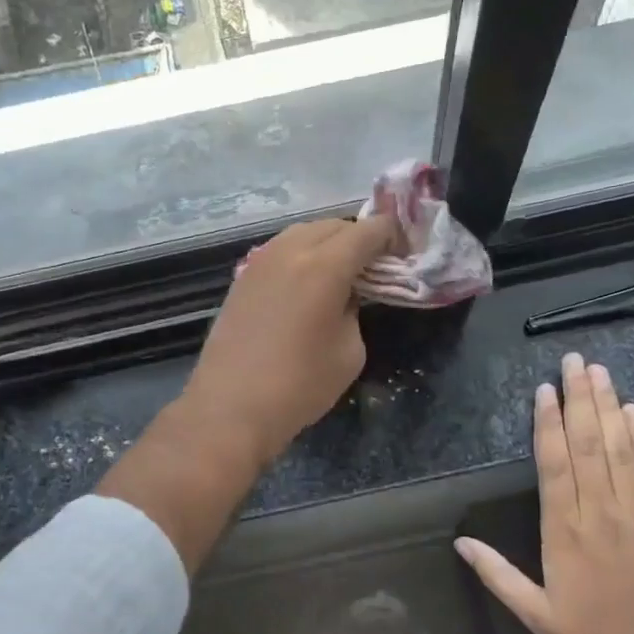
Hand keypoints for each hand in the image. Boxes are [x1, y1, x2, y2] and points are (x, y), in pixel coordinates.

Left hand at [183, 216, 400, 465]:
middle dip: (359, 237)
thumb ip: (354, 310)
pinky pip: (280, 250)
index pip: (367, 231)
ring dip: (327, 242)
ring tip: (341, 270)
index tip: (402, 250)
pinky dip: (301, 255)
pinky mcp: (242, 278)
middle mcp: (290, 251)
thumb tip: (345, 295)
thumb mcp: (350, 351)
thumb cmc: (300, 385)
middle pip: (333, 225)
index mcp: (325, 265)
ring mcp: (260, 261)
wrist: (231, 407)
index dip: (391, 234)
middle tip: (374, 263)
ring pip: (302, 232)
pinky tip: (306, 282)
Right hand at [456, 353, 633, 633]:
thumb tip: (460, 541)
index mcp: (564, 530)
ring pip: (618, 447)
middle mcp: (599, 510)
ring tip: (599, 371)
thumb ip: (497, 574)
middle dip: (579, 397)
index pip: (554, 462)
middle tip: (574, 360)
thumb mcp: (536, 614)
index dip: (548, 422)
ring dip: (608, 406)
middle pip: (587, 443)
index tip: (545, 388)